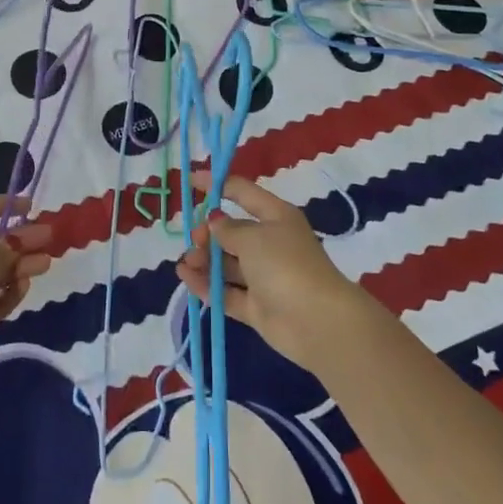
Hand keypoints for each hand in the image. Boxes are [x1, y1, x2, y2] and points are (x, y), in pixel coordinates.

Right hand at [175, 173, 373, 371]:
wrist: (317, 322)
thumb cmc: (285, 265)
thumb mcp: (253, 237)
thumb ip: (228, 229)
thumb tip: (215, 220)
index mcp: (276, 217)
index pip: (243, 193)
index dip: (217, 185)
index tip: (191, 181)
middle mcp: (270, 244)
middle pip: (232, 232)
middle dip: (208, 233)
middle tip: (194, 239)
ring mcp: (263, 277)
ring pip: (227, 263)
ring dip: (204, 260)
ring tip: (185, 263)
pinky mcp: (256, 306)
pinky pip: (226, 291)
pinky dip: (206, 285)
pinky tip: (186, 278)